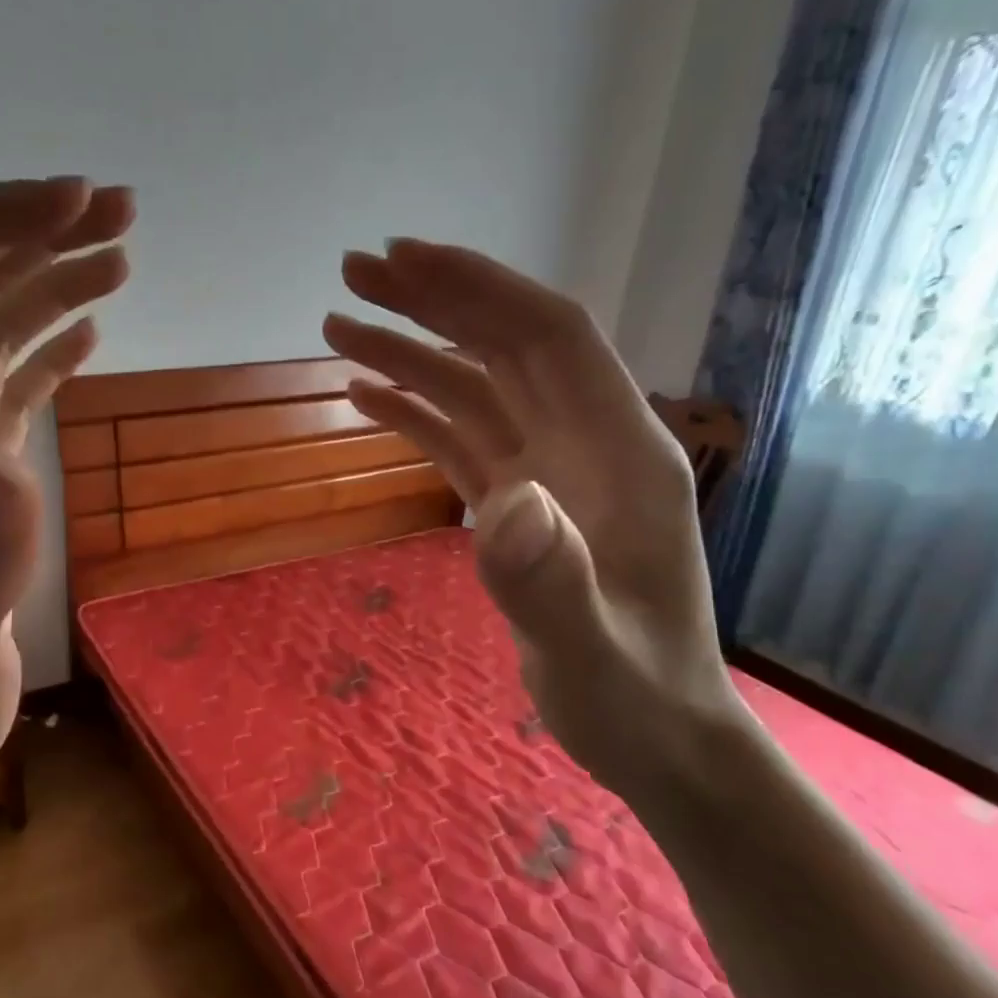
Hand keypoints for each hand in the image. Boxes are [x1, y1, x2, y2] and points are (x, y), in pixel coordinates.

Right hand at [323, 240, 744, 805]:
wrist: (657, 737)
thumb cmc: (636, 698)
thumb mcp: (591, 654)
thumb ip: (550, 581)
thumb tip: (503, 501)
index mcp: (622, 454)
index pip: (550, 339)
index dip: (480, 289)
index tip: (404, 261)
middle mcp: (586, 444)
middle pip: (505, 346)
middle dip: (433, 301)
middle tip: (353, 275)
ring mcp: (551, 472)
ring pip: (477, 388)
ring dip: (412, 352)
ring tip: (339, 327)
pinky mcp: (521, 502)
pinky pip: (464, 438)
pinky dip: (416, 412)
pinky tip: (367, 397)